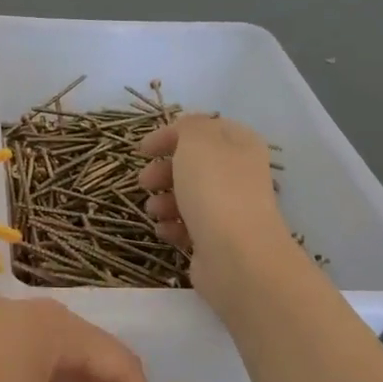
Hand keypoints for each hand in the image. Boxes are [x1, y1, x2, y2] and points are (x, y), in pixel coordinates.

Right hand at [136, 115, 297, 302]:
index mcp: (240, 145)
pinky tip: (165, 230)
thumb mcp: (197, 141)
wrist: (236, 255)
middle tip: (145, 181)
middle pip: (193, 165)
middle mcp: (239, 174)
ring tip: (154, 210)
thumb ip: (188, 126)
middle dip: (163, 171)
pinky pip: (189, 226)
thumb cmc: (215, 190)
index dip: (171, 135)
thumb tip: (184, 131)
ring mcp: (230, 209)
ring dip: (164, 201)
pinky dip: (172, 227)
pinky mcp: (218, 240)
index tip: (142, 150)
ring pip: (188, 197)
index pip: (203, 130)